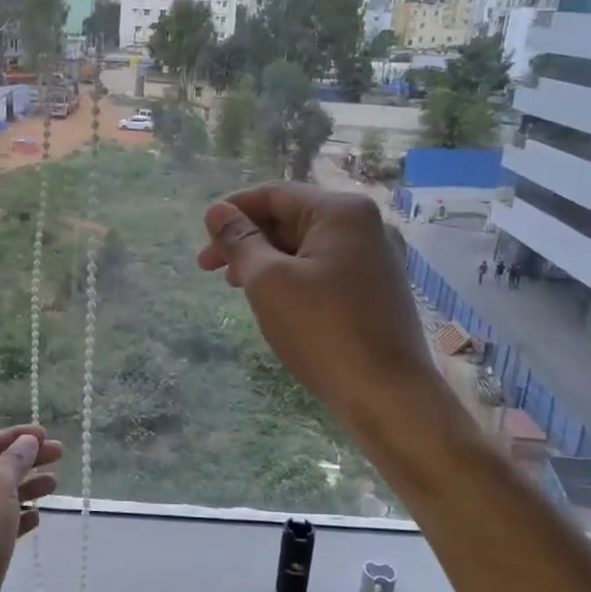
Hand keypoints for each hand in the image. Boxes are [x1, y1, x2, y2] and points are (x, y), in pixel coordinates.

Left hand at [0, 424, 62, 591]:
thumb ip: (15, 459)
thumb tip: (27, 441)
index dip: (17, 436)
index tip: (47, 435)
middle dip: (26, 460)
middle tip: (59, 455)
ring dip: (26, 487)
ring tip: (54, 484)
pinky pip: (0, 524)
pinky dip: (19, 516)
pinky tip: (37, 518)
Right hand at [197, 184, 446, 432]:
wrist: (388, 396)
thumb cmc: (323, 331)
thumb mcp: (268, 281)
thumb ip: (240, 241)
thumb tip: (217, 211)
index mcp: (342, 212)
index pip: (274, 194)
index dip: (232, 211)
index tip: (202, 236)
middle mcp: (366, 226)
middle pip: (291, 218)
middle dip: (247, 239)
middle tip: (208, 268)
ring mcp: (376, 259)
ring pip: (306, 246)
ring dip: (266, 260)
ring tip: (234, 285)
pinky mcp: (377, 290)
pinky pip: (324, 269)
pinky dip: (292, 277)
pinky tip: (273, 300)